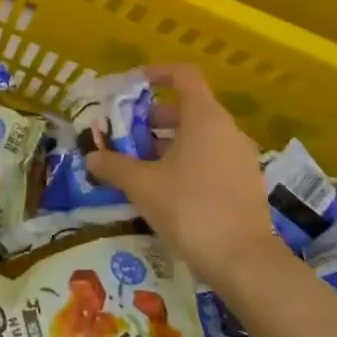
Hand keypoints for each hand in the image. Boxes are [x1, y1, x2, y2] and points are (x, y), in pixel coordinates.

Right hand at [86, 63, 278, 281]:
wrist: (245, 263)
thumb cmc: (190, 210)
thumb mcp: (141, 185)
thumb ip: (113, 165)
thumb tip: (91, 157)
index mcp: (205, 118)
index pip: (184, 75)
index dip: (157, 73)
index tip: (132, 86)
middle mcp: (227, 131)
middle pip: (187, 108)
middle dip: (152, 118)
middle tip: (124, 136)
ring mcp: (240, 158)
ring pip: (198, 137)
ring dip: (166, 144)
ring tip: (137, 166)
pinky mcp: (245, 184)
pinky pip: (210, 159)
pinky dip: (185, 163)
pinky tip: (163, 190)